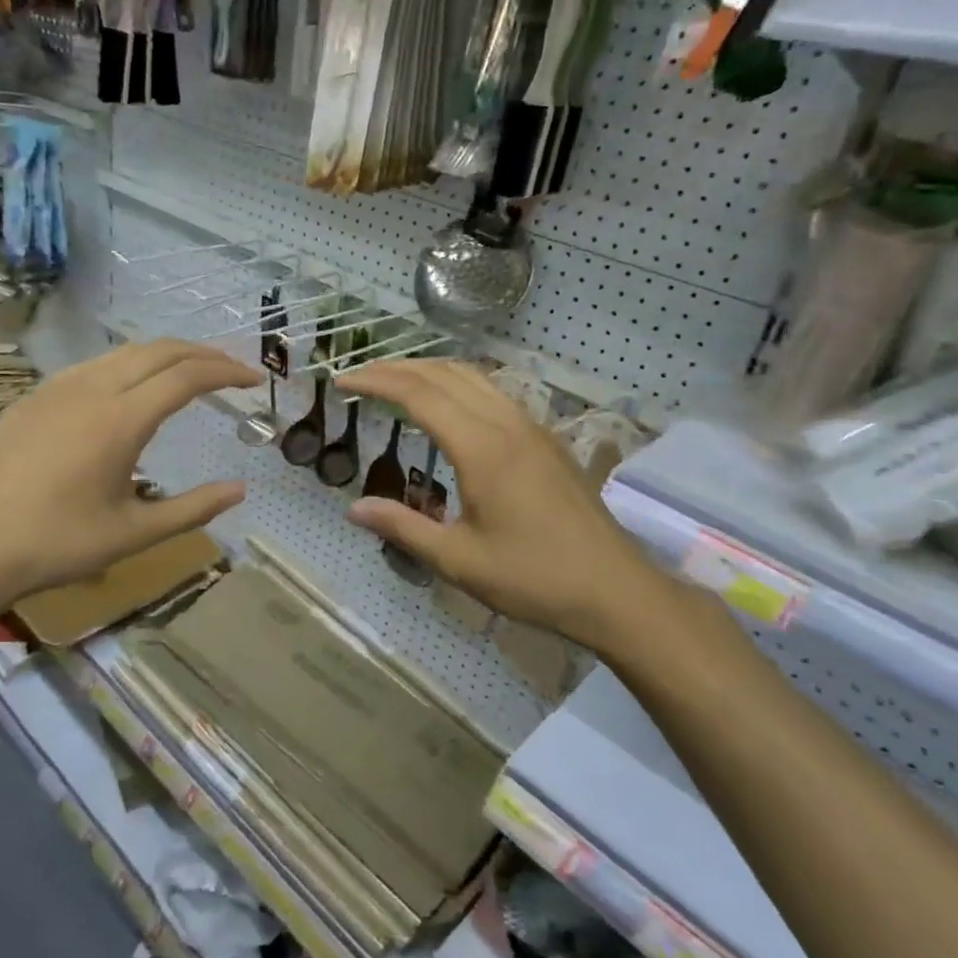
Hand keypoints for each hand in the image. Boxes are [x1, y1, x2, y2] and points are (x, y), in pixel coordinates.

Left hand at [0, 340, 260, 609]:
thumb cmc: (57, 544)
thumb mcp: (134, 533)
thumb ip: (192, 508)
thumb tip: (239, 490)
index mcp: (122, 419)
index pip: (188, 377)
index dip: (227, 372)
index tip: (254, 381)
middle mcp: (92, 388)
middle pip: (159, 350)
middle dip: (203, 353)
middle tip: (231, 370)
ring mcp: (57, 387)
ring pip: (123, 352)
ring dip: (165, 355)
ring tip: (189, 374)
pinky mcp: (33, 397)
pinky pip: (92, 366)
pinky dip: (128, 366)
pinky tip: (129, 391)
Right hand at [335, 360, 685, 656]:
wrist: (616, 590)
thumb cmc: (534, 578)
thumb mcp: (459, 561)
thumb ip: (404, 528)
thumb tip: (353, 509)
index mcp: (481, 448)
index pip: (418, 394)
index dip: (376, 382)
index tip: (342, 382)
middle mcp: (506, 424)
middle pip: (444, 374)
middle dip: (396, 368)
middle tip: (359, 377)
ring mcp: (532, 427)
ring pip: (473, 377)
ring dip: (429, 370)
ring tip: (395, 382)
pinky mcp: (546, 439)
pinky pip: (494, 392)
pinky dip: (458, 384)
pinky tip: (448, 406)